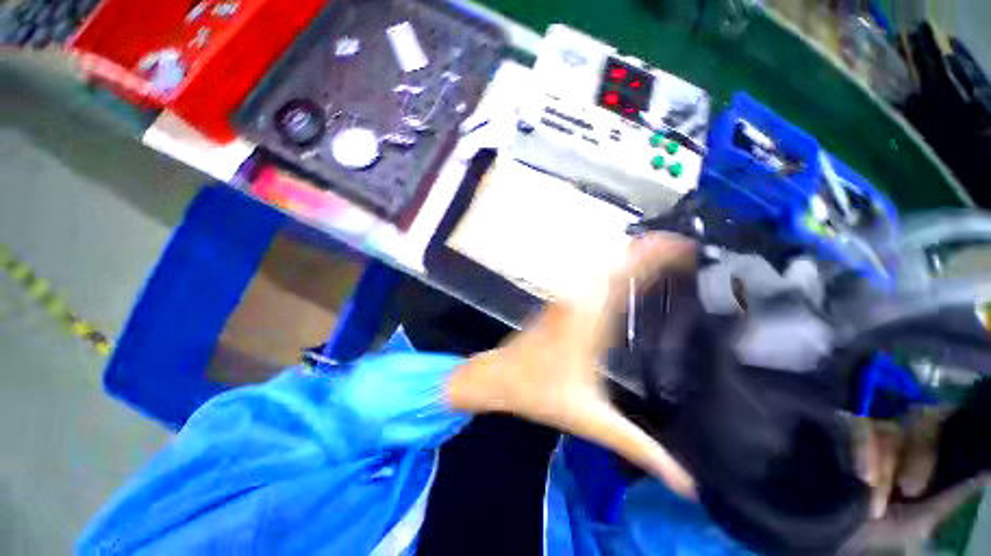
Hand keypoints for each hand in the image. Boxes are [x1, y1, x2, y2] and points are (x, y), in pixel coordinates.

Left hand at [447, 233, 696, 497]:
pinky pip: (590, 275)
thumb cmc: (540, 393)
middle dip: (649, 249)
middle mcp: (578, 298)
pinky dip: (612, 267)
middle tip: (684, 249)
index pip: (625, 275)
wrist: (498, 376)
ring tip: (663, 254)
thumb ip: (640, 447)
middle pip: (616, 261)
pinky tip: (626, 273)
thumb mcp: (592, 419)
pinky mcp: (560, 300)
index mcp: (589, 318)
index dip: (653, 255)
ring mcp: (566, 296)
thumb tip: (686, 483)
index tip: (684, 246)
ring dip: (630, 256)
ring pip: (602, 265)